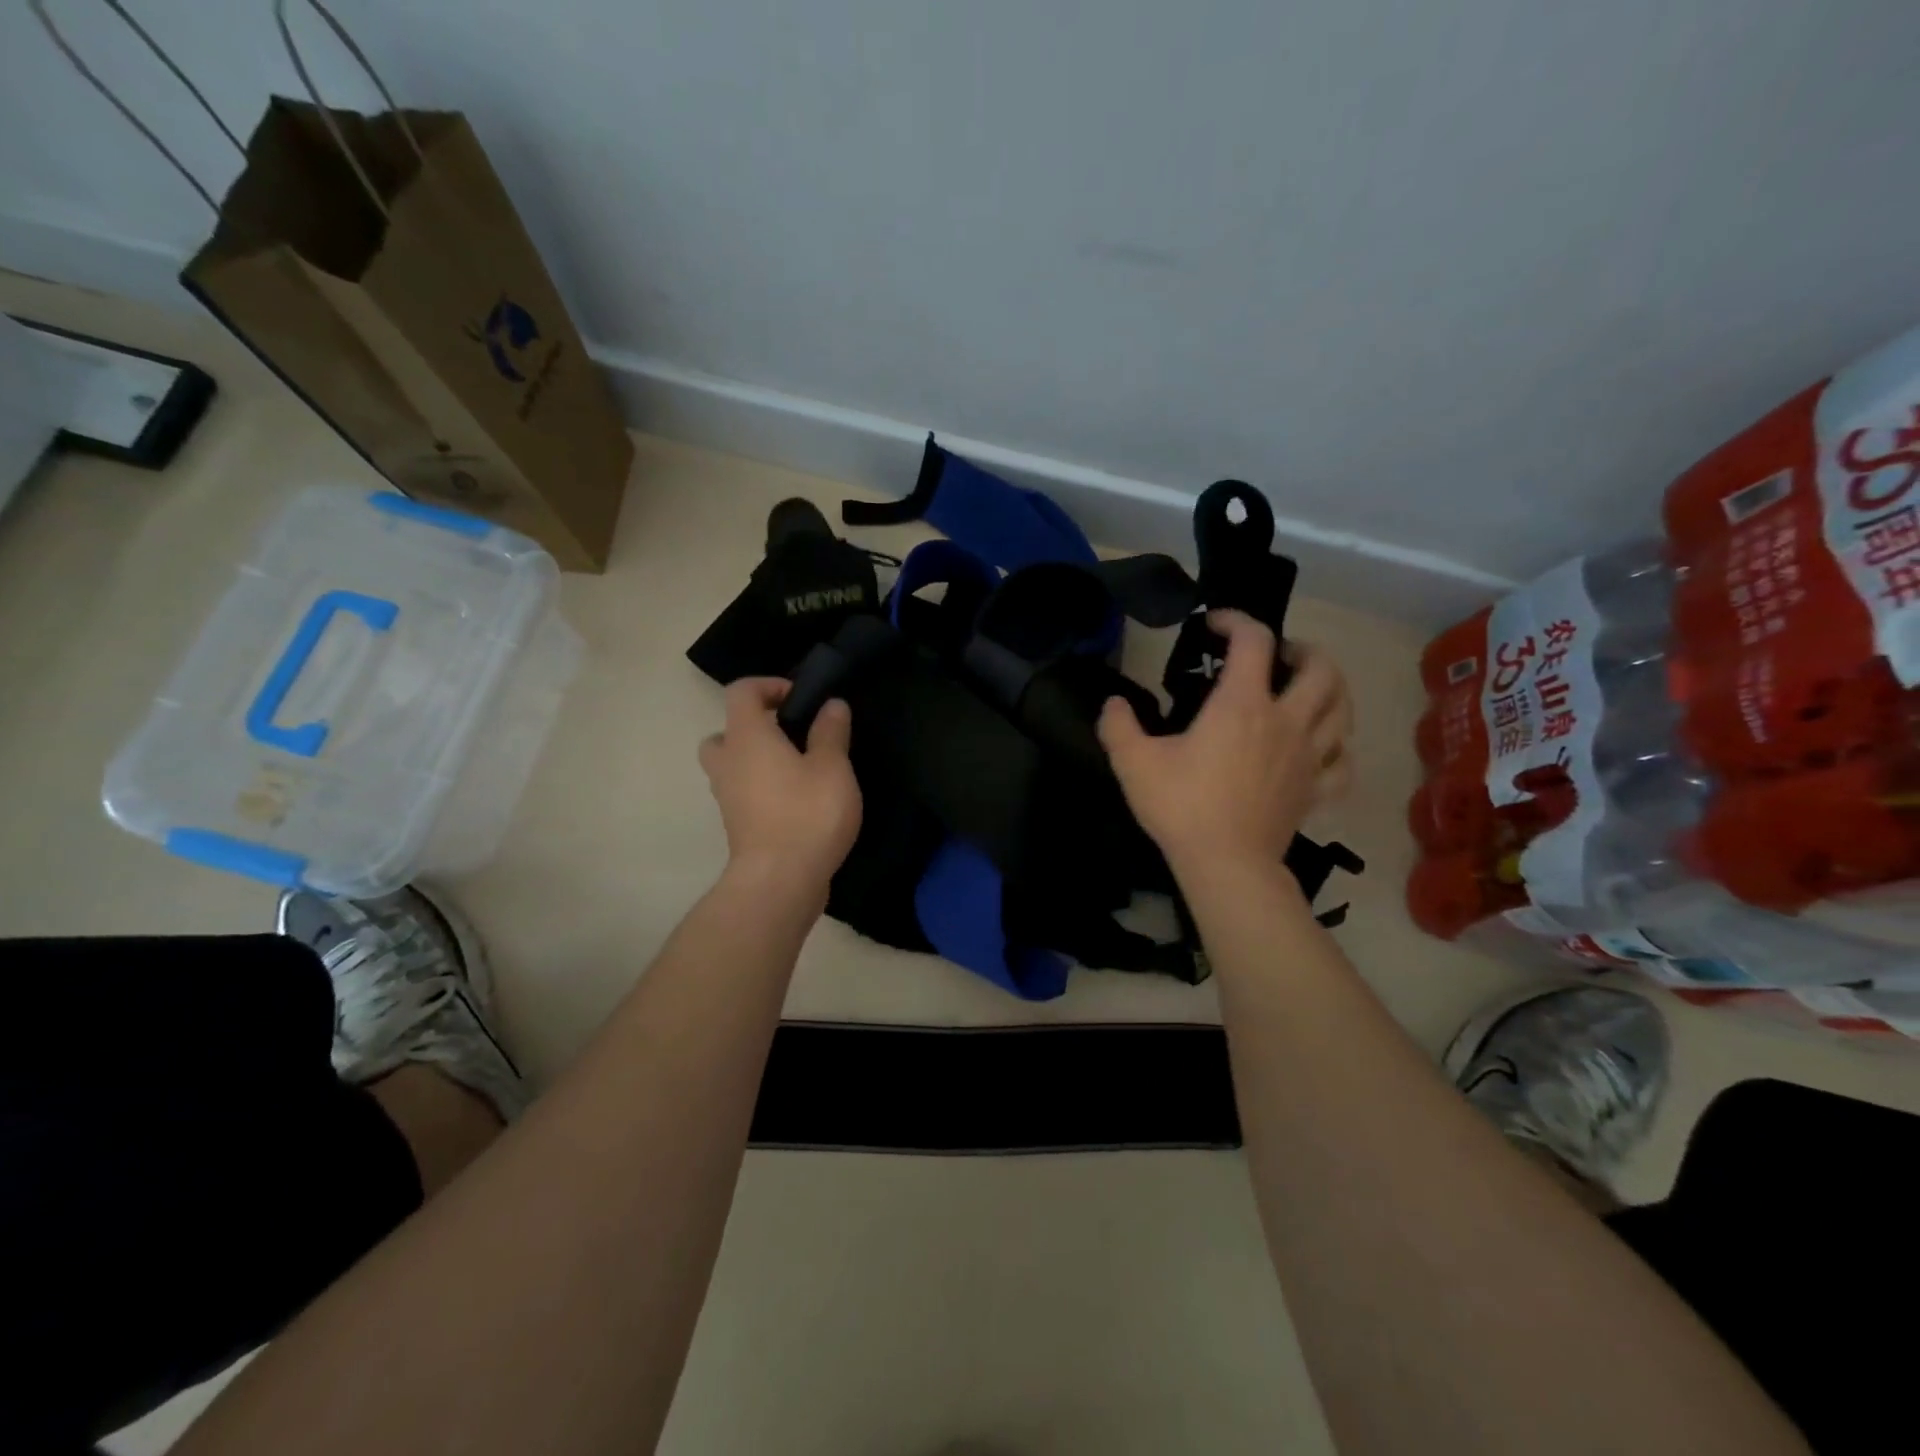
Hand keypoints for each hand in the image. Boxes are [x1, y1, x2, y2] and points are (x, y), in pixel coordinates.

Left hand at [699, 678, 861, 901]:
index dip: (768, 685)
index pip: (741, 691)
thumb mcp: (832, 767)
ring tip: (799, 771)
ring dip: (757, 761)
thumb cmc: (807, 814)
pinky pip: (743, 794)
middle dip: (754, 728)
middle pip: (725, 732)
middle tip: (790, 737)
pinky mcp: (736, 826)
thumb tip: (831, 705)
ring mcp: (727, 797)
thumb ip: (831, 732)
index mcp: (747, 737)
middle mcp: (728, 762)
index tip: (800, 699)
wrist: (780, 881)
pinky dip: (762, 789)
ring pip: (731, 766)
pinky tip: (798, 801)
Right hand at [1098, 610, 1352, 878]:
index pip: (1253, 640)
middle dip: (1302, 650)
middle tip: (1278, 656)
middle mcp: (1285, 720)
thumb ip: (1117, 726)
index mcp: (1241, 705)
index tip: (1214, 624)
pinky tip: (1324, 748)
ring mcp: (1309, 756)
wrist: (1226, 864)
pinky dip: (1338, 747)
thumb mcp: (1133, 763)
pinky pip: (1344, 761)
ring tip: (1308, 690)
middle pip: (1321, 668)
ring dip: (1331, 689)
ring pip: (1342, 708)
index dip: (1236, 620)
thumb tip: (1113, 704)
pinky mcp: (1316, 790)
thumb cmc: (1182, 807)